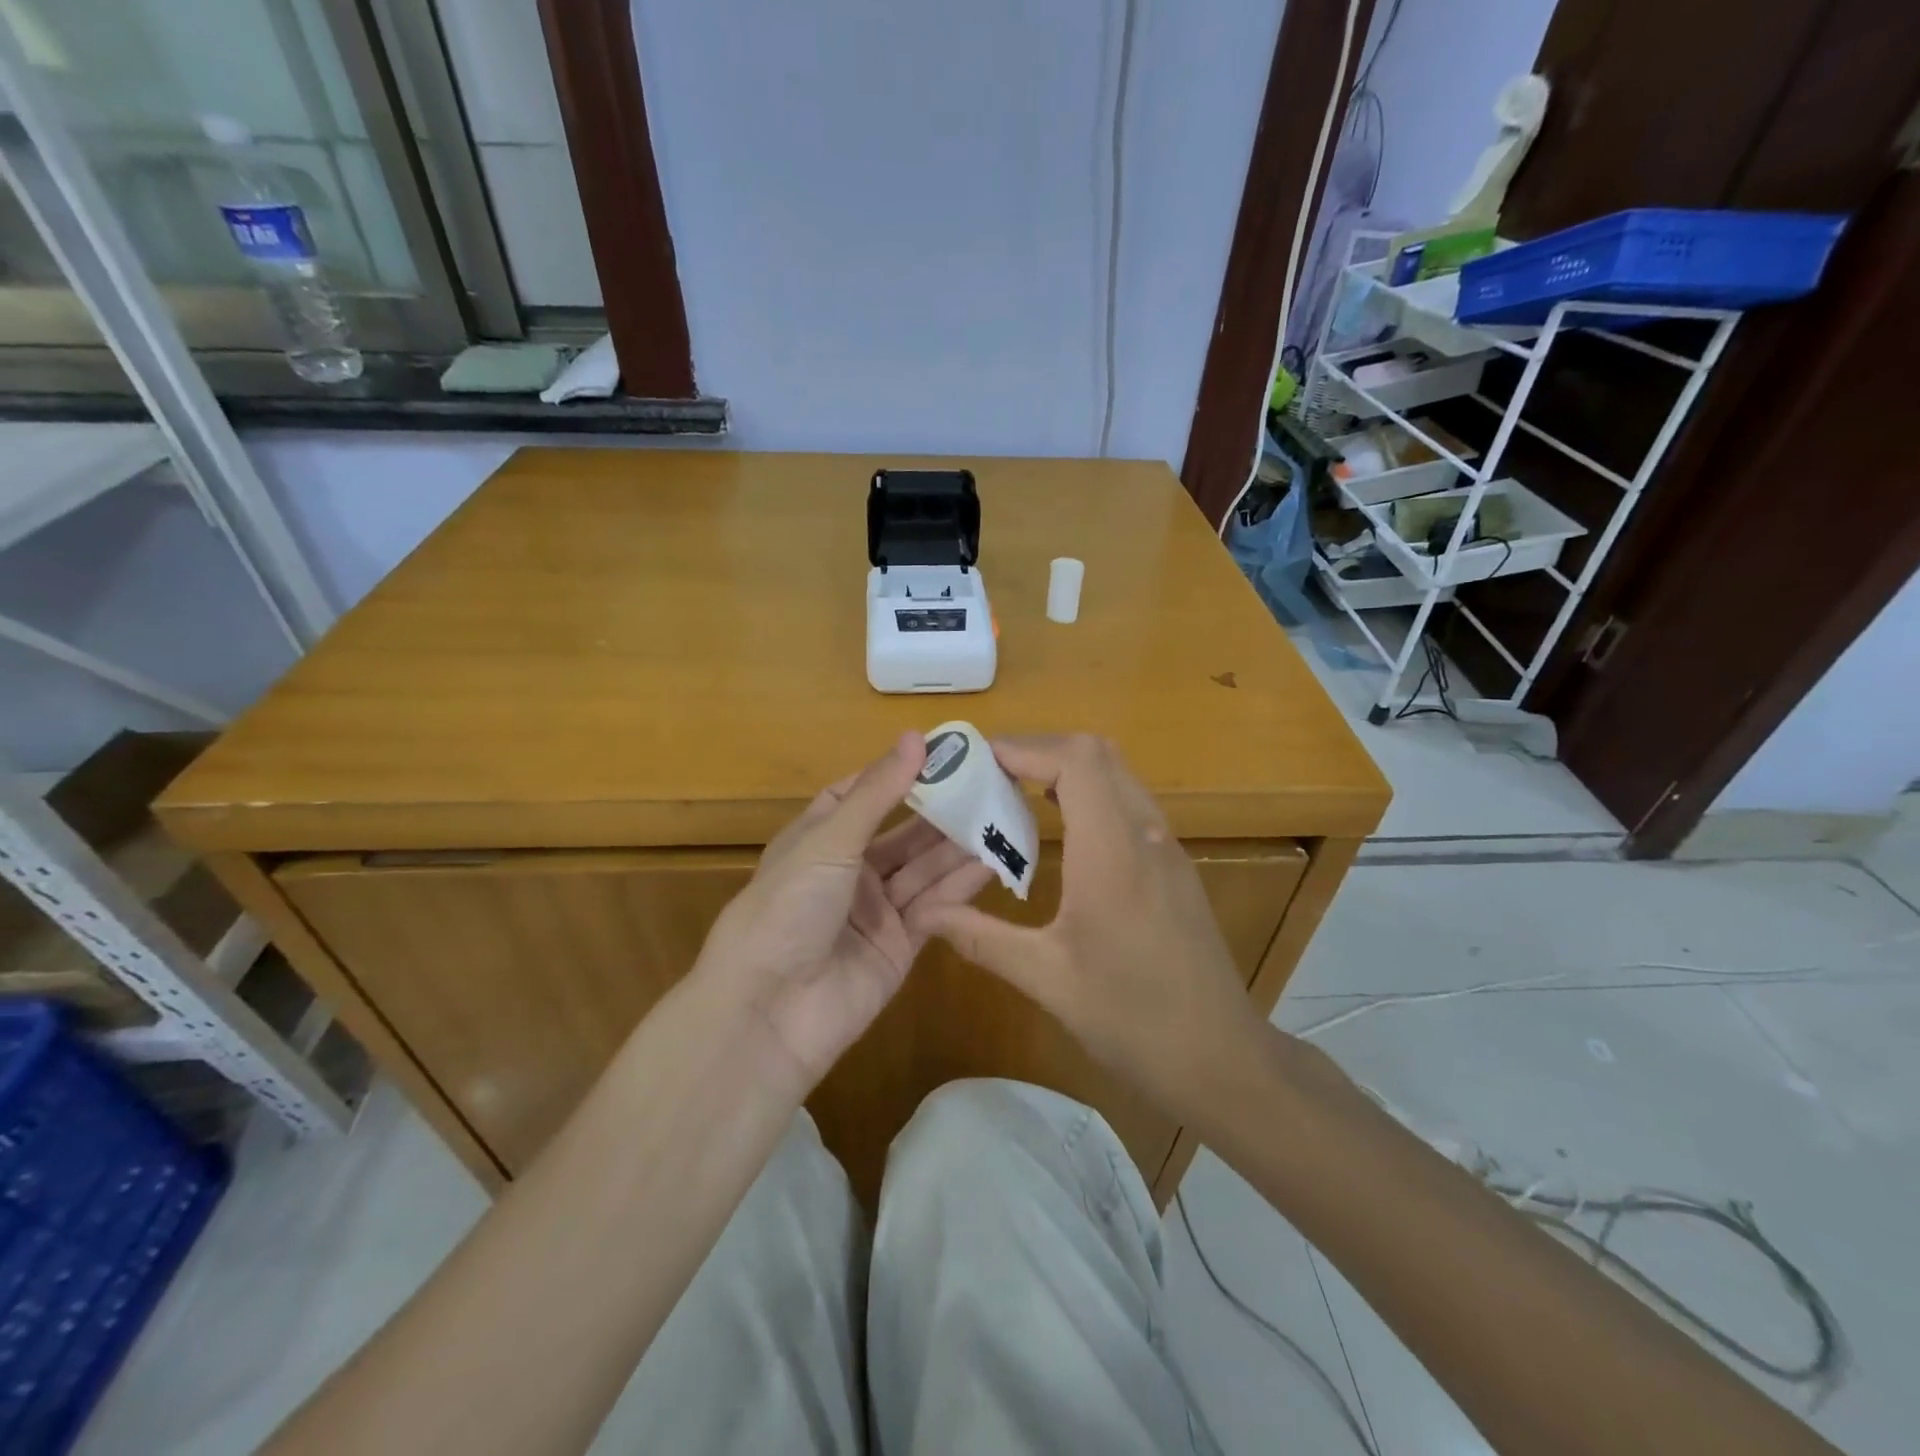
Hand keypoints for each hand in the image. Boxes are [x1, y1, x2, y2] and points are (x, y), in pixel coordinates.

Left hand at [697, 733, 994, 1098]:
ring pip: (924, 869)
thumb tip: (917, 737)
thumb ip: (878, 792)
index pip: (862, 795)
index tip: (945, 754)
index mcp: (820, 838)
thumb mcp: (829, 840)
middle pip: (903, 833)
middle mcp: (849, 870)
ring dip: (958, 846)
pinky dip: (961, 886)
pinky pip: (935, 907)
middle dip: (942, 811)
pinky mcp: (900, 946)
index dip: (899, 774)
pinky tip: (993, 862)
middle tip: (991, 785)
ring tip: (1003, 817)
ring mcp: (876, 910)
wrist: (770, 1010)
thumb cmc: (788, 907)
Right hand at [906, 734, 1264, 1121]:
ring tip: (1014, 794)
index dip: (1024, 748)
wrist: (1221, 1059)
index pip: (1076, 761)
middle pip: (1098, 754)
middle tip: (989, 774)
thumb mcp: (1047, 980)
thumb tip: (923, 914)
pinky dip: (1090, 793)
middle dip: (1040, 750)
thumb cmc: (1133, 1020)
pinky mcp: (1174, 865)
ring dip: (1066, 769)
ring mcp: (1167, 847)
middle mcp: (1146, 835)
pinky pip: (1129, 803)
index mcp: (1113, 854)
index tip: (976, 761)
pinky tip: (1061, 831)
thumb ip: (981, 938)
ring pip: (1118, 774)